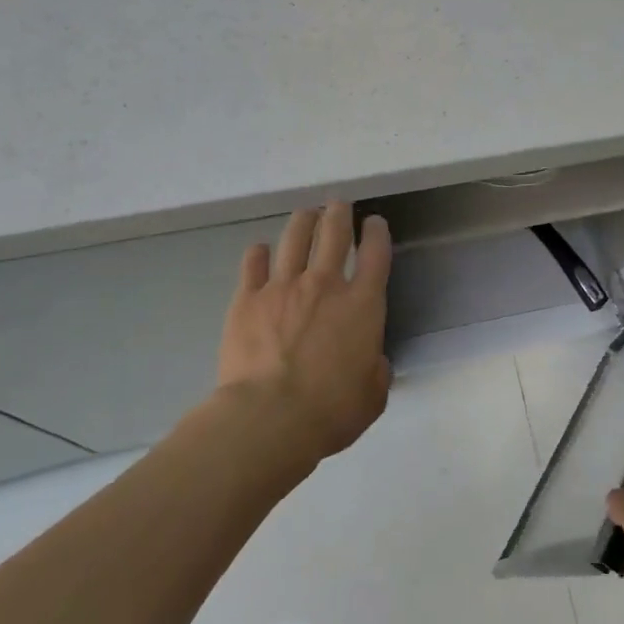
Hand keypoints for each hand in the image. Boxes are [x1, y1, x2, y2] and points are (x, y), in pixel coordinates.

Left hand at [216, 202, 392, 462]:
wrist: (269, 418)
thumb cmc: (332, 410)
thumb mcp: (373, 394)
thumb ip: (376, 369)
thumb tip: (371, 360)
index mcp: (363, 304)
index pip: (376, 254)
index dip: (377, 233)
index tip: (374, 222)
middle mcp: (325, 284)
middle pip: (334, 233)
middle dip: (339, 214)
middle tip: (338, 204)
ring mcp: (283, 287)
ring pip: (294, 238)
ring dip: (303, 221)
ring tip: (306, 214)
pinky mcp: (247, 299)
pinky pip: (253, 264)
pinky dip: (258, 253)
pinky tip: (260, 249)